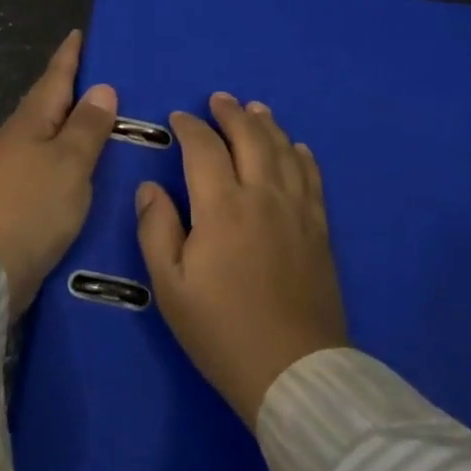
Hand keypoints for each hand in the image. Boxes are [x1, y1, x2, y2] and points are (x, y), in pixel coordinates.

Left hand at [0, 30, 116, 314]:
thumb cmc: (32, 206)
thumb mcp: (69, 162)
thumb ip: (87, 126)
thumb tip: (102, 88)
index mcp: (31, 121)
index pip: (55, 77)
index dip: (70, 55)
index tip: (81, 33)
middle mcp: (18, 138)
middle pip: (50, 103)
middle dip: (74, 87)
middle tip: (108, 73)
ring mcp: (13, 168)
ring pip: (50, 133)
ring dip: (74, 122)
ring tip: (106, 116)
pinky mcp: (17, 198)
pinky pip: (50, 162)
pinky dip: (70, 154)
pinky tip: (87, 164)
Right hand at [136, 93, 348, 427]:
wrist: (293, 371)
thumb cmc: (221, 330)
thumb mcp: (170, 287)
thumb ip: (156, 230)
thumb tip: (151, 187)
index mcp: (222, 207)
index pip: (204, 149)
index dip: (190, 127)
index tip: (179, 117)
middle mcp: (262, 195)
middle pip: (250, 137)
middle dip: (232, 113)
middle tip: (219, 99)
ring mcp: (296, 209)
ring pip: (284, 150)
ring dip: (267, 124)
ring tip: (256, 109)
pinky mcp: (318, 228)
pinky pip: (312, 177)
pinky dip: (301, 155)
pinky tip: (296, 148)